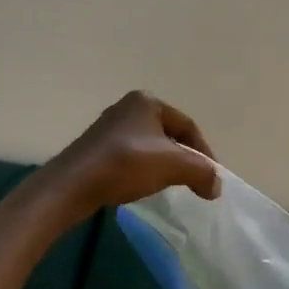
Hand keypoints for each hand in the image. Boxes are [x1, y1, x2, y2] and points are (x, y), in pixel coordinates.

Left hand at [37, 91, 219, 215]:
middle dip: (184, 158)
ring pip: (149, 146)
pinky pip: (130, 156)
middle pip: (168, 135)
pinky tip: (142, 186)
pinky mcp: (96, 147)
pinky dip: (143, 170)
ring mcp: (109, 127)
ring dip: (163, 165)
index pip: (187, 126)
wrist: (72, 185)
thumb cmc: (126, 164)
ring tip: (170, 186)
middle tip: (194, 182)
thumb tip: (216, 185)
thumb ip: (201, 172)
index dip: (204, 153)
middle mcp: (128, 107)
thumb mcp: (173, 165)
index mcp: (147, 101)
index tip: (211, 178)